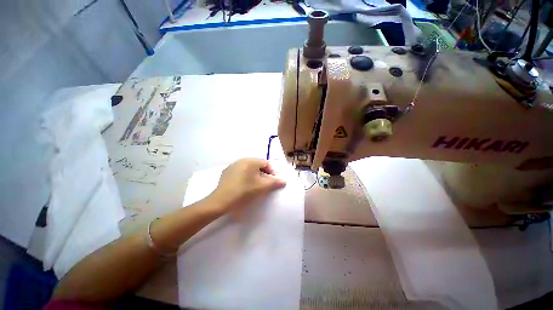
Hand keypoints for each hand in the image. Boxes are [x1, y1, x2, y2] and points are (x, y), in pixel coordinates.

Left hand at [210, 158, 286, 213]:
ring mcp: (233, 165)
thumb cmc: (244, 191)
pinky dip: (245, 176)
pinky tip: (243, 186)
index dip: (271, 172)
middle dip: (263, 174)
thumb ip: (274, 182)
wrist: (221, 200)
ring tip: (254, 186)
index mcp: (251, 161)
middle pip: (257, 165)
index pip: (266, 163)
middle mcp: (242, 160)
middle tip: (264, 185)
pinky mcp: (227, 172)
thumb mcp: (262, 187)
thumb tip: (284, 181)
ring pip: (248, 168)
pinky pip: (240, 171)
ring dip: (254, 175)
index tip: (272, 182)